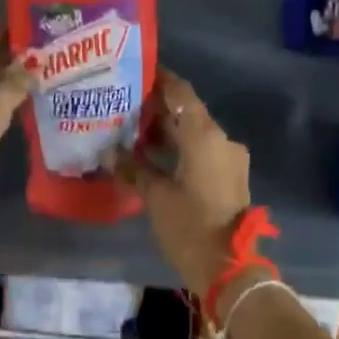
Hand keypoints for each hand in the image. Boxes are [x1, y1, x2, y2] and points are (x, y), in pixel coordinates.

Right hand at [113, 69, 252, 299]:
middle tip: (123, 105)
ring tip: (132, 131)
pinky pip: (202, 151)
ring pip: (195, 133)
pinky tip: (153, 155)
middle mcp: (221, 139)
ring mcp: (229, 158)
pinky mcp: (230, 176)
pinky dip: (179, 148)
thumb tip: (109, 151)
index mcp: (204, 135)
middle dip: (157, 109)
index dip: (160, 80)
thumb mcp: (155, 196)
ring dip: (168, 131)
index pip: (181, 92)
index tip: (135, 72)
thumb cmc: (189, 226)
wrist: (228, 266)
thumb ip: (133, 168)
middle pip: (188, 112)